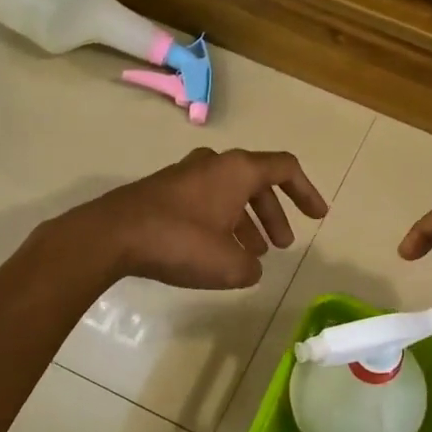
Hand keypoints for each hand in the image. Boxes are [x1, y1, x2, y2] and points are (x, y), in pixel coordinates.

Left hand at [73, 148, 329, 289]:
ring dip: (246, 222)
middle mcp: (214, 163)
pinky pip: (205, 202)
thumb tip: (248, 266)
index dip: (306, 192)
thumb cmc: (181, 242)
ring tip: (251, 257)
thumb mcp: (228, 265)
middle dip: (273, 215)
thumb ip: (250, 267)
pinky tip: (216, 254)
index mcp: (237, 170)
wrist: (113, 235)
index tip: (318, 217)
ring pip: (229, 194)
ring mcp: (185, 174)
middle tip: (281, 246)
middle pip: (256, 183)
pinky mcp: (163, 191)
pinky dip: (220, 223)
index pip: (285, 169)